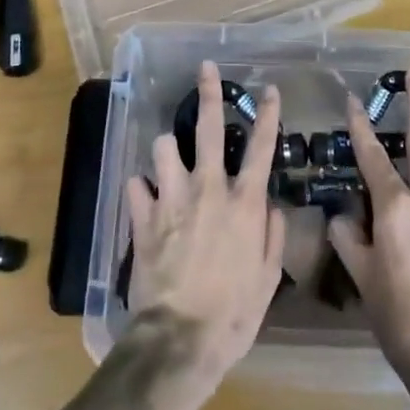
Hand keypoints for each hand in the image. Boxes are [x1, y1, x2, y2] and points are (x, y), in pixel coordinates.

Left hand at [124, 61, 286, 399]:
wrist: (180, 340)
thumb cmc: (233, 314)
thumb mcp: (268, 279)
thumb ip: (272, 236)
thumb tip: (272, 207)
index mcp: (243, 202)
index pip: (262, 147)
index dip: (268, 114)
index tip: (271, 89)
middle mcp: (209, 188)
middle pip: (210, 127)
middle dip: (209, 92)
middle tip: (206, 69)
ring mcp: (173, 198)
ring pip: (165, 146)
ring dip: (168, 150)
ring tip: (170, 160)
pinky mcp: (143, 215)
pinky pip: (136, 185)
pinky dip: (141, 190)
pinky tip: (145, 199)